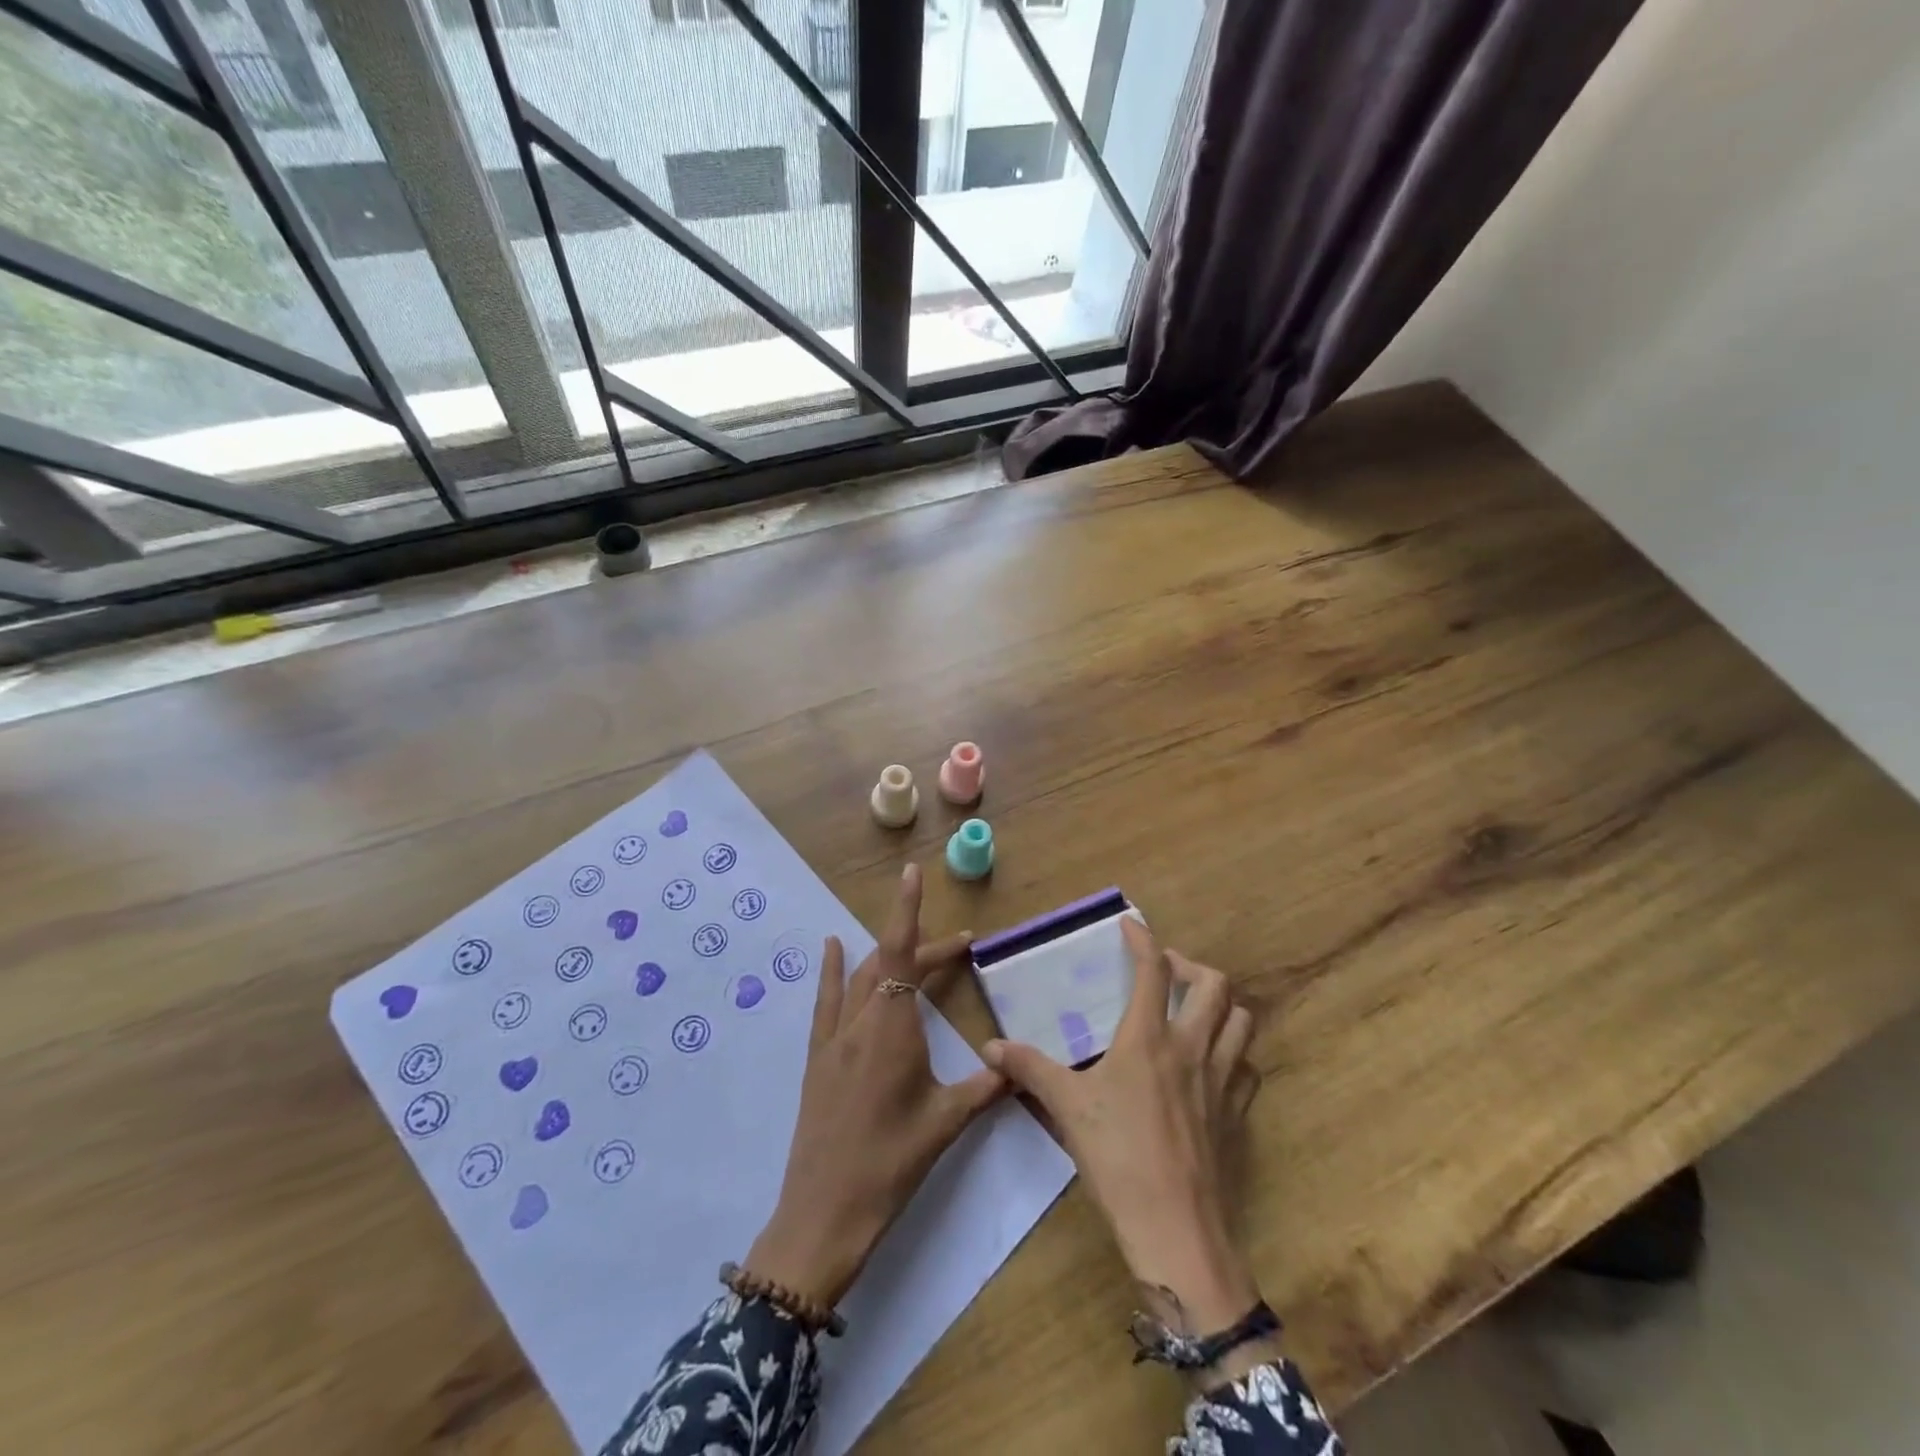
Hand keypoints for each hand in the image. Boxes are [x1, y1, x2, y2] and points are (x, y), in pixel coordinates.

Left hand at [747, 863, 1005, 1307]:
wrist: (825, 1212)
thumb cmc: (891, 1163)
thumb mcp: (946, 1123)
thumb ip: (985, 1087)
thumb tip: (1018, 1066)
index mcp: (893, 1027)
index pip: (902, 953)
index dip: (907, 909)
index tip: (912, 872)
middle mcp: (861, 1019)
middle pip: (890, 963)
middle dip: (923, 947)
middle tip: (960, 948)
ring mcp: (834, 1037)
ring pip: (862, 977)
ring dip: (888, 955)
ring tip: (915, 947)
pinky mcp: (817, 1056)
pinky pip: (827, 1001)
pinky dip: (834, 970)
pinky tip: (834, 948)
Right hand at [985, 919, 1268, 1371]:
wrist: (1174, 1228)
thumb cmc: (1117, 1157)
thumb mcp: (1066, 1106)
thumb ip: (1029, 1069)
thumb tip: (990, 1046)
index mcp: (1149, 1039)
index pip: (1153, 970)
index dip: (1143, 939)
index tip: (1130, 925)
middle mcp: (1192, 1048)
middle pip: (1214, 984)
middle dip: (1190, 966)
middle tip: (1164, 972)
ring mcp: (1221, 1080)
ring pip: (1241, 1020)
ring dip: (1219, 1003)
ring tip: (1192, 1009)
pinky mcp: (1236, 1113)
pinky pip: (1246, 1066)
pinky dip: (1232, 1050)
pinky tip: (1211, 1062)